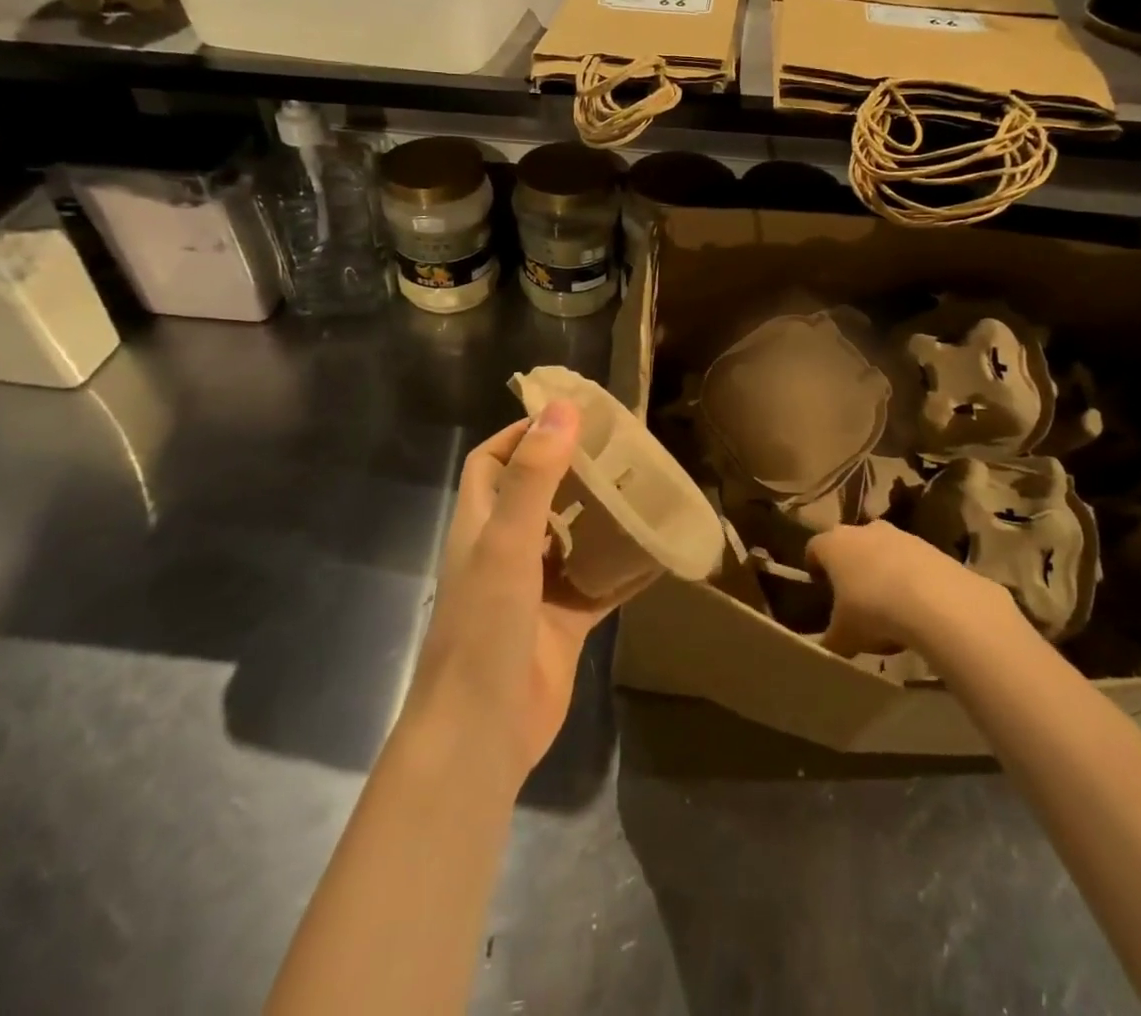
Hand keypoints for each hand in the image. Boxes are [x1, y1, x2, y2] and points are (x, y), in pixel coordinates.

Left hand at [402, 402, 647, 776]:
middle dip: (573, 469)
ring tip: (643, 488)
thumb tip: (562, 408)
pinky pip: (600, 584)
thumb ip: (534, 476)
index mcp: (481, 524)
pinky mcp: (563, 622)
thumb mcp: (507, 542)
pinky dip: (625, 568)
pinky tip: (659, 550)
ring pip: (572, 537)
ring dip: (601, 515)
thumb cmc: (485, 627)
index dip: (522, 434)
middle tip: (621, 449)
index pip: (493, 461)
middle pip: (538, 494)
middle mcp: (505, 550)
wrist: (483, 733)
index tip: (569, 416)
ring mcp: (535, 589)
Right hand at [807, 520, 1005, 656]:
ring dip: (882, 570)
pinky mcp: (929, 546)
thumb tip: (825, 648)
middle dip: (850, 566)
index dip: (815, 567)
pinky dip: (909, 578)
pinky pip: (910, 561)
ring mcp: (898, 534)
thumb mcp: (844, 636)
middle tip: (853, 596)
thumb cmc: (873, 611)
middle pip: (849, 544)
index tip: (820, 586)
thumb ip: (830, 640)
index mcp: (833, 545)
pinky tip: (916, 607)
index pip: (814, 548)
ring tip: (889, 606)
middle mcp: (862, 530)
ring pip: (882, 550)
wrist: (936, 601)